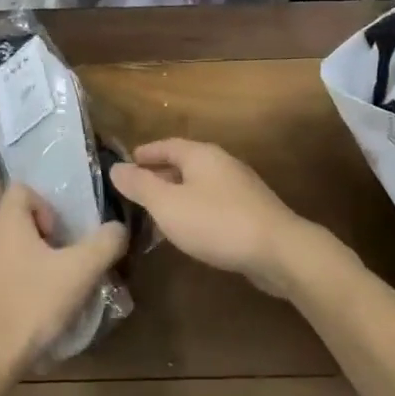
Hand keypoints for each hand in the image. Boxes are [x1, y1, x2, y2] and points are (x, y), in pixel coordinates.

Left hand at [0, 185, 127, 374]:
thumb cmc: (34, 302)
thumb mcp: (82, 271)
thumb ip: (105, 243)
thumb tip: (118, 227)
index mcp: (6, 223)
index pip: (17, 190)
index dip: (40, 204)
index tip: (56, 233)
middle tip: (22, 235)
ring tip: (16, 262)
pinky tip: (12, 291)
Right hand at [109, 139, 306, 296]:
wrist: (278, 250)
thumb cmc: (216, 222)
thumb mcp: (168, 204)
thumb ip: (141, 186)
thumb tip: (116, 167)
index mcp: (201, 155)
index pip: (167, 145)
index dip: (145, 153)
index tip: (126, 162)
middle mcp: (222, 164)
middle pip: (184, 163)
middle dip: (159, 175)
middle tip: (135, 191)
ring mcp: (239, 187)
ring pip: (198, 185)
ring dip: (176, 194)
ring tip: (155, 213)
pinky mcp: (250, 211)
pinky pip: (212, 203)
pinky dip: (193, 210)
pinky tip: (187, 230)